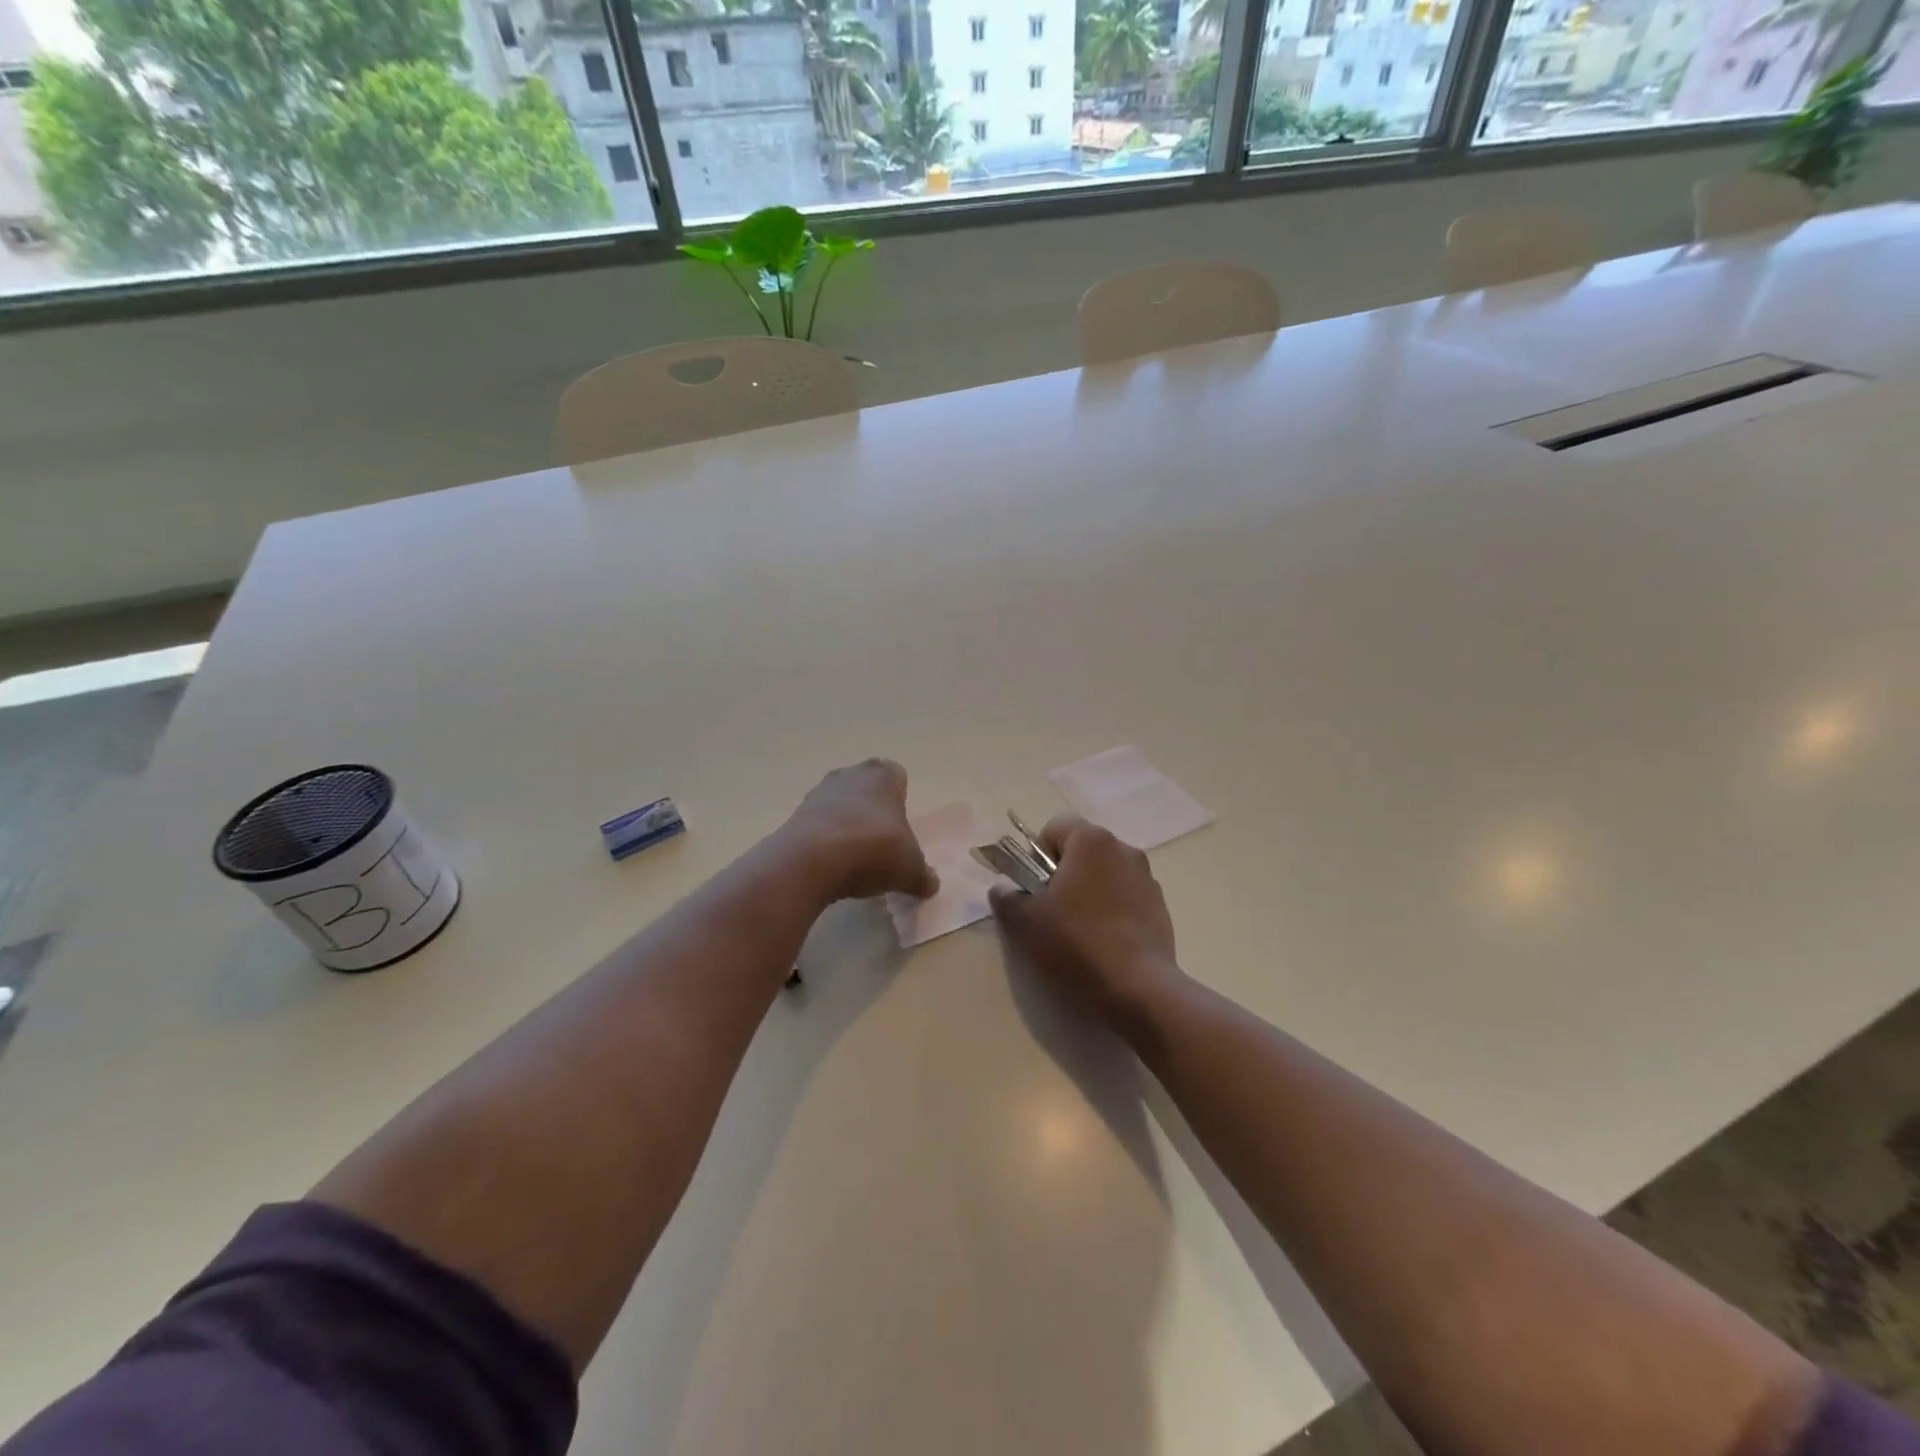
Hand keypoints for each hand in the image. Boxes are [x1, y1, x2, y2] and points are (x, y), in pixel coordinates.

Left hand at [783, 759, 938, 903]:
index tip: (901, 825)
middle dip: (873, 808)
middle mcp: (849, 775)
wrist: (810, 861)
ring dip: (846, 823)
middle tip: (881, 840)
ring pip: (839, 803)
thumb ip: (922, 875)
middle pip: (865, 786)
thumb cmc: (873, 850)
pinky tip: (832, 865)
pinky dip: (825, 840)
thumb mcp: (909, 869)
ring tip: (855, 857)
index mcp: (883, 776)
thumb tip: (931, 884)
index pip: (896, 775)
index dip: (900, 798)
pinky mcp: (795, 816)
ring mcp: (818, 793)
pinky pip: (818, 824)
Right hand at [989, 816, 1184, 1036]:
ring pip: (1104, 875)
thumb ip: (1006, 896)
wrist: (1137, 988)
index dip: (1037, 855)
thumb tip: (1003, 889)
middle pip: (1082, 851)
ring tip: (1078, 932)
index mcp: (1092, 840)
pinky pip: (1126, 898)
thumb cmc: (1076, 942)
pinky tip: (1104, 944)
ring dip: (1088, 893)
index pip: (1055, 828)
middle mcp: (1124, 849)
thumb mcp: (1024, 921)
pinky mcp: (1160, 908)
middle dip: (1063, 874)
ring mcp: (1147, 879)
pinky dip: (1112, 911)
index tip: (1033, 888)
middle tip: (1050, 912)